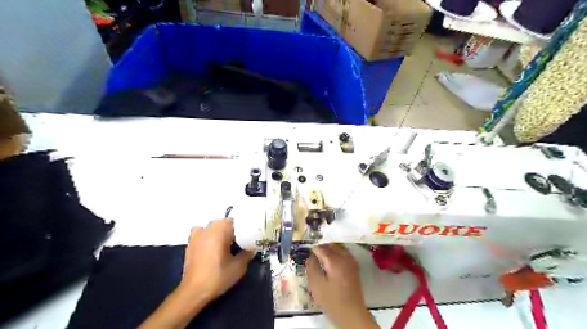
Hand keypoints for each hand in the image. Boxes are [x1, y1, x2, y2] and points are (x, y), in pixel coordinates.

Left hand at [178, 218, 253, 303]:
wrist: (193, 291)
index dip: (243, 229)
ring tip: (225, 245)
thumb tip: (252, 248)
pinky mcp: (190, 244)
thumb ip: (247, 254)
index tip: (248, 237)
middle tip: (239, 243)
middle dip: (232, 231)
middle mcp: (208, 229)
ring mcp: (197, 235)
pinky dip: (207, 236)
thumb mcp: (239, 267)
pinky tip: (211, 247)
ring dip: (219, 233)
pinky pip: (201, 234)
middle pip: (224, 223)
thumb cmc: (218, 276)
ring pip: (212, 227)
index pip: (235, 221)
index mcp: (220, 230)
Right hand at [305, 245, 378, 328]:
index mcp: (335, 260)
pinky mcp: (354, 266)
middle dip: (320, 248)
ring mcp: (351, 261)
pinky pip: (343, 253)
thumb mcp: (316, 285)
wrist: (352, 313)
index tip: (305, 253)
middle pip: (330, 245)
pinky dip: (335, 254)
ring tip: (320, 258)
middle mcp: (344, 257)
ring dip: (328, 250)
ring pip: (337, 248)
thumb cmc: (332, 301)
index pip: (320, 247)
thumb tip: (310, 256)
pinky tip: (330, 263)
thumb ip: (312, 267)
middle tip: (312, 256)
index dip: (312, 249)